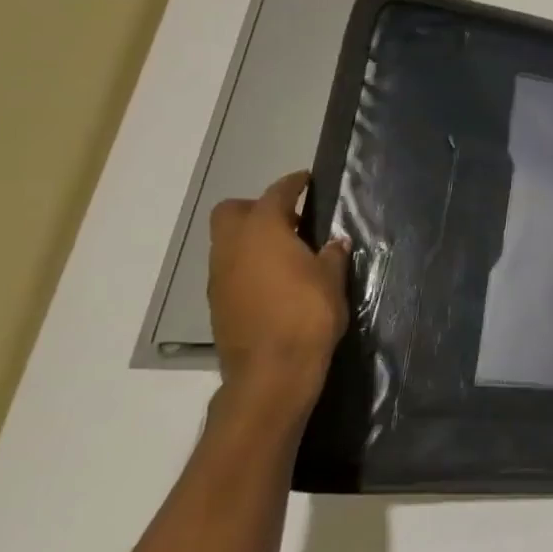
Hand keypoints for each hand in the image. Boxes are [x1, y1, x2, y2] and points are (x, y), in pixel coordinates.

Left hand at [207, 170, 349, 425]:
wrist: (272, 371)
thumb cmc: (308, 314)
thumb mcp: (332, 279)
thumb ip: (332, 254)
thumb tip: (334, 242)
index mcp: (263, 231)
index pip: (276, 194)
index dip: (292, 184)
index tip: (306, 180)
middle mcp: (233, 248)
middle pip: (231, 211)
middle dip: (256, 207)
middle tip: (289, 217)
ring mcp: (220, 277)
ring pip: (227, 241)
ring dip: (251, 238)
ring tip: (286, 250)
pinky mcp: (218, 303)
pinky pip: (229, 268)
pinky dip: (247, 264)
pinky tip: (275, 279)